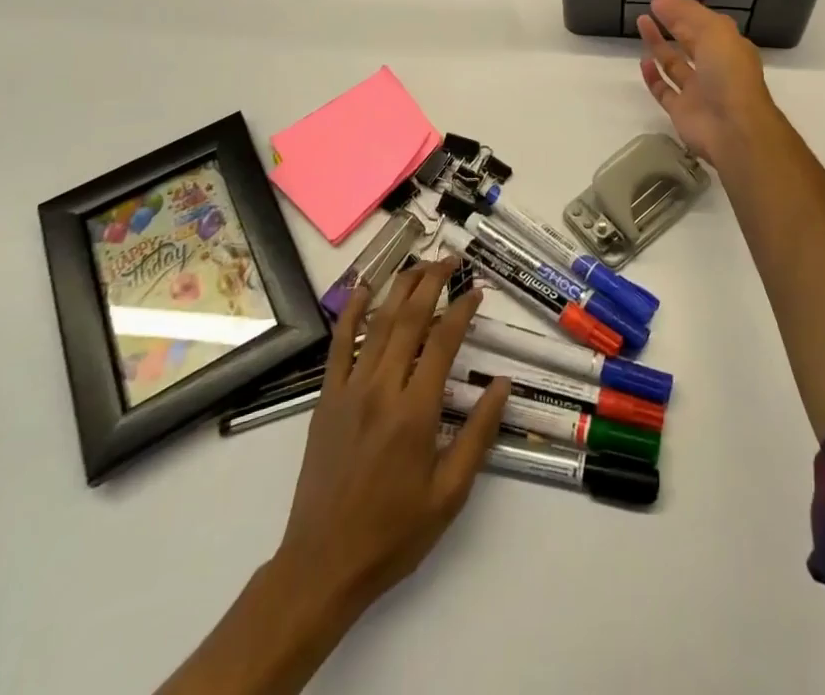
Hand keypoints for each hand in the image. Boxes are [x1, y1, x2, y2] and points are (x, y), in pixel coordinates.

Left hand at [277, 259, 510, 615]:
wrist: (322, 565)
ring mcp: (349, 390)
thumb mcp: (450, 494)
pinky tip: (362, 289)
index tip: (477, 290)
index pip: (444, 342)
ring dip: (400, 288)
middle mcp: (382, 389)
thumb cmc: (393, 533)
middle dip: (432, 283)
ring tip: (420, 264)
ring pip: (377, 324)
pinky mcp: (326, 399)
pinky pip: (339, 345)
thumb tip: (502, 385)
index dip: (462, 310)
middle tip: (451, 260)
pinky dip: (351, 312)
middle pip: (409, 320)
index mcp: (415, 412)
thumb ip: (478, 435)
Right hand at [637, 0, 781, 165]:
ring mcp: (698, 90)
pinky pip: (664, 90)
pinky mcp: (682, 111)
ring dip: (658, 44)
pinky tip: (642, 61)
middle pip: (689, 40)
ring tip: (641, 23)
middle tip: (649, 6)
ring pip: (674, 63)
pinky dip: (653, 76)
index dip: (681, 8)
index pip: (702, 22)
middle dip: (671, 22)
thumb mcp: (714, 31)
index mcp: (728, 46)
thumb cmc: (728, 73)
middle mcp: (714, 67)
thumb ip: (686, 11)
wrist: (733, 128)